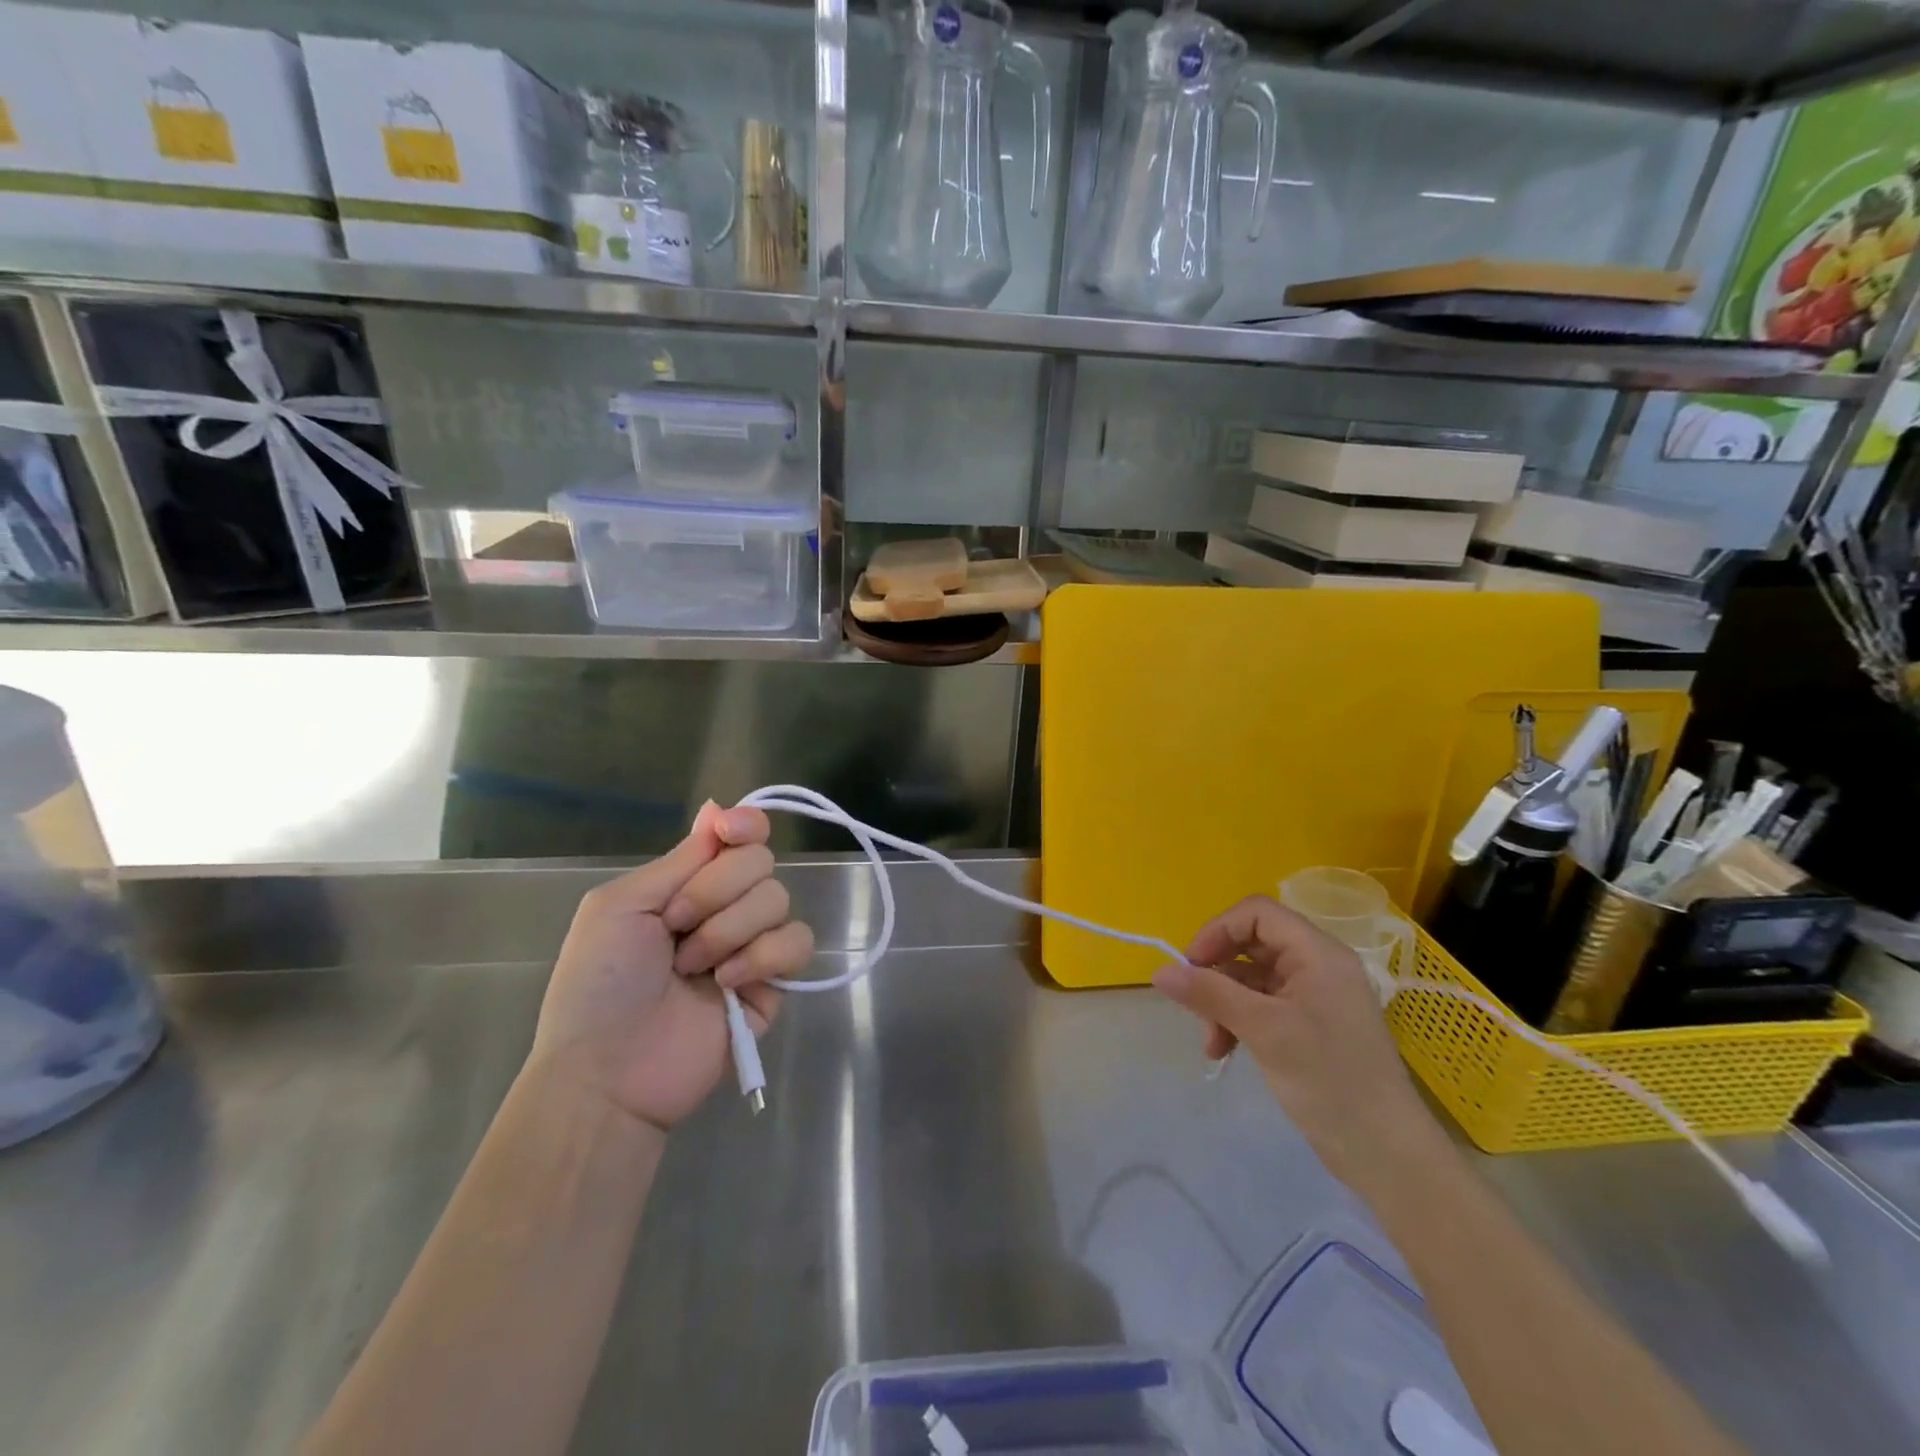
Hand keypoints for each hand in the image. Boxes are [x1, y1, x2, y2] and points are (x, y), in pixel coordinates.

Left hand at [528, 802, 814, 1133]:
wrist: (609, 1071)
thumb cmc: (598, 984)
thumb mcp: (620, 907)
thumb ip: (679, 860)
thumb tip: (717, 807)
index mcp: (688, 883)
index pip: (739, 835)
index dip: (745, 825)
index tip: (730, 833)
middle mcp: (726, 906)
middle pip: (761, 861)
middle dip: (716, 892)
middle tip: (677, 927)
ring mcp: (752, 944)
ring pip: (779, 899)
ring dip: (730, 931)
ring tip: (693, 970)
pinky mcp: (775, 983)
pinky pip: (798, 943)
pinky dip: (764, 957)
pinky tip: (729, 985)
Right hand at [1153, 896, 1443, 1189]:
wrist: (1385, 1153)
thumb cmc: (1328, 1078)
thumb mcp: (1263, 1030)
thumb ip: (1210, 994)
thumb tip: (1159, 972)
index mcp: (1317, 953)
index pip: (1256, 913)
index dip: (1218, 931)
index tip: (1191, 966)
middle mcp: (1316, 966)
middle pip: (1250, 944)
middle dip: (1216, 973)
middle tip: (1193, 1004)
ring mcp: (1313, 997)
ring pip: (1250, 978)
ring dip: (1222, 1003)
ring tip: (1211, 1043)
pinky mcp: (1308, 1026)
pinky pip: (1261, 1005)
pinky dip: (1237, 1021)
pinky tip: (1223, 1050)